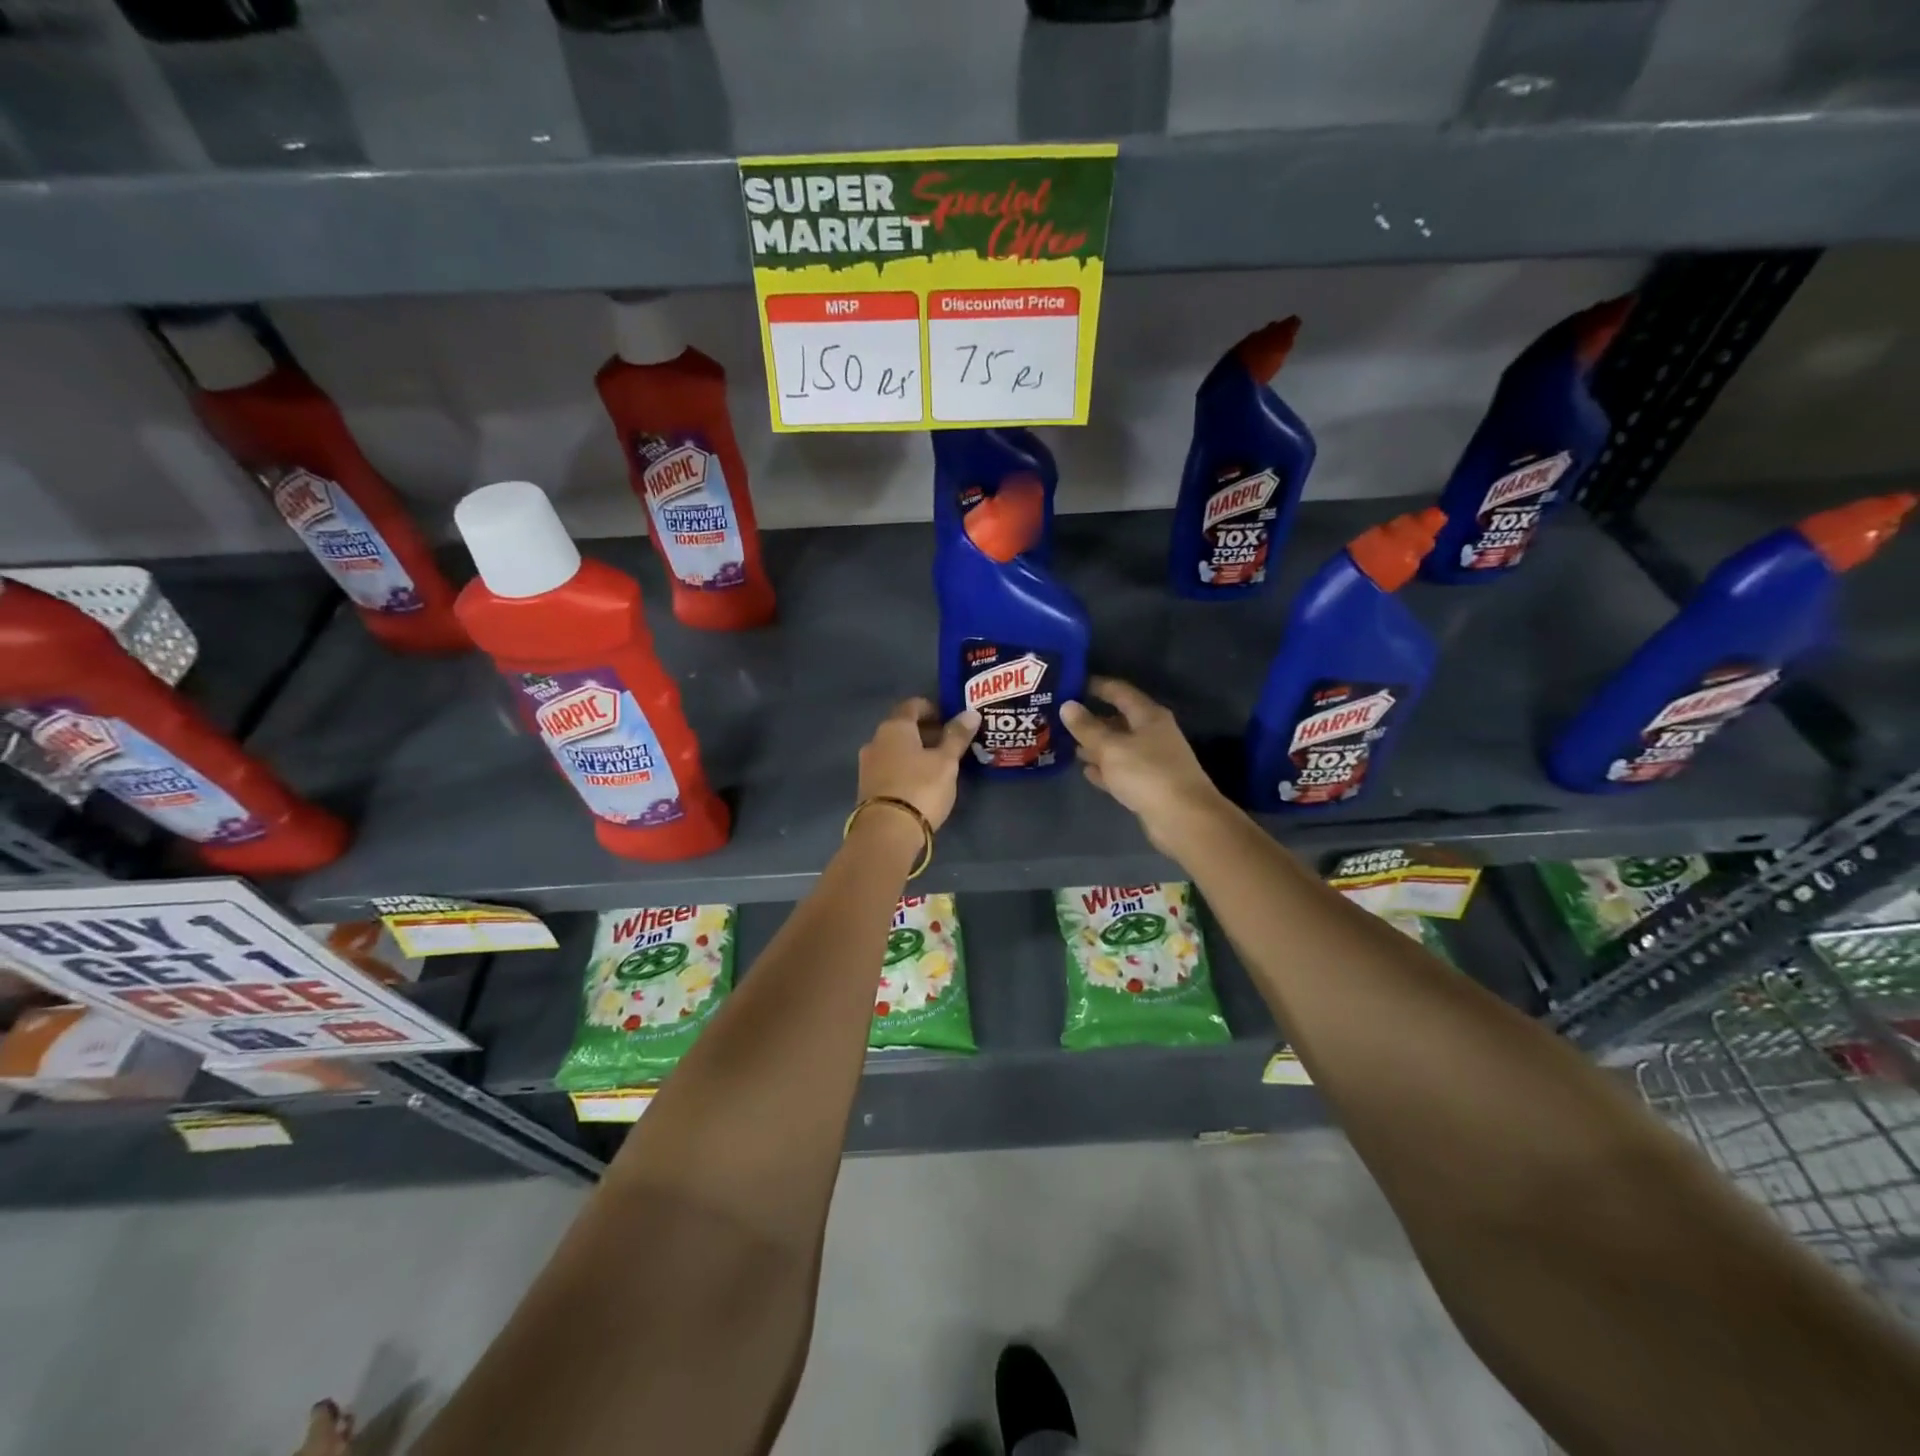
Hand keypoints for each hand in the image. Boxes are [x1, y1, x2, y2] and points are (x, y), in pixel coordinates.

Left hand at [857, 698, 978, 831]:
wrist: (886, 832)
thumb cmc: (920, 788)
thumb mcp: (946, 762)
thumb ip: (957, 736)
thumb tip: (971, 713)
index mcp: (894, 727)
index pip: (913, 705)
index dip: (933, 709)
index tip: (951, 721)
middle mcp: (875, 740)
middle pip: (903, 727)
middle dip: (926, 732)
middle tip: (949, 744)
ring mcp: (867, 764)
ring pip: (895, 749)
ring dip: (915, 751)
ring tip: (937, 765)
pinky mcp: (866, 786)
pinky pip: (889, 767)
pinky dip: (905, 767)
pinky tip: (920, 782)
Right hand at [1060, 677, 1231, 851]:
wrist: (1184, 819)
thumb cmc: (1147, 774)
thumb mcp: (1111, 747)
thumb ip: (1087, 728)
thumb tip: (1067, 705)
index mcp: (1148, 716)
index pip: (1119, 691)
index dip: (1095, 686)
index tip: (1070, 684)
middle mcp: (1153, 734)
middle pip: (1118, 720)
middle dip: (1091, 719)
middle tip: (1061, 719)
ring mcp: (1152, 761)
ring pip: (1119, 747)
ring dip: (1096, 746)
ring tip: (1067, 744)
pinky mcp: (1149, 785)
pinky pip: (1122, 771)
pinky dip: (1105, 769)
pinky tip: (1086, 771)